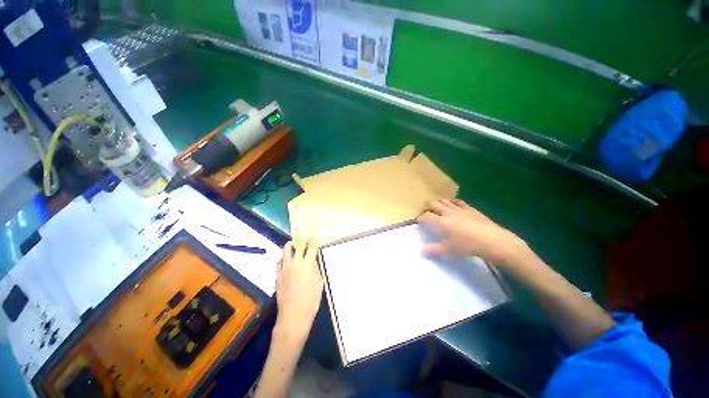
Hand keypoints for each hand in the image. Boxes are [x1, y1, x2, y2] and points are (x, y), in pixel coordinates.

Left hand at [275, 238, 322, 340]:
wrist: (294, 315)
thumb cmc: (311, 300)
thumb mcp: (319, 283)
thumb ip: (315, 269)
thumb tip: (313, 261)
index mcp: (308, 264)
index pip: (311, 247)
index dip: (314, 240)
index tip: (315, 236)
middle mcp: (295, 263)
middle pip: (297, 245)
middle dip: (301, 238)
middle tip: (303, 235)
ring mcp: (284, 268)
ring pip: (285, 251)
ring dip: (290, 246)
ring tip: (293, 245)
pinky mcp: (277, 275)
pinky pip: (279, 262)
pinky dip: (283, 259)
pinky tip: (286, 261)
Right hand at [418, 199, 527, 264]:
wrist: (493, 241)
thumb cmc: (468, 246)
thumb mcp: (449, 250)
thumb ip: (433, 250)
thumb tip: (421, 252)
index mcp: (441, 222)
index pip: (426, 216)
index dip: (420, 218)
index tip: (419, 222)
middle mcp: (448, 212)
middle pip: (432, 204)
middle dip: (426, 207)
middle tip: (426, 213)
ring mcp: (459, 209)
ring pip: (443, 200)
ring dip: (437, 203)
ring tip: (436, 208)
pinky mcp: (470, 208)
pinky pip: (457, 201)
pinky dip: (451, 201)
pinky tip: (451, 204)